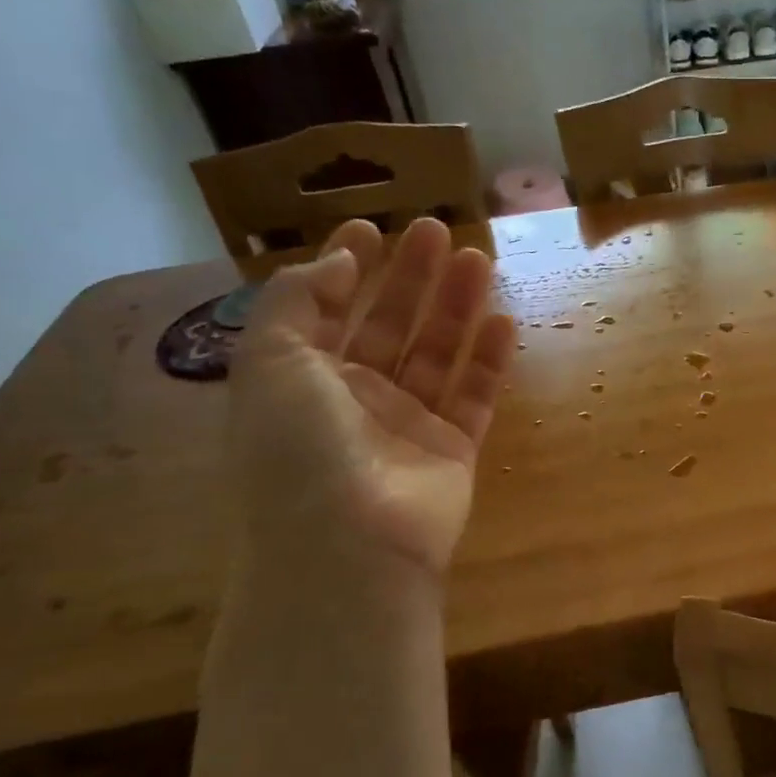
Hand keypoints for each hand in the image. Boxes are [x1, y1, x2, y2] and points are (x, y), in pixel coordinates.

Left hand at [227, 217, 516, 578]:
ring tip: (479, 260)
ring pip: (437, 354)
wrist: (348, 547)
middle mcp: (353, 400)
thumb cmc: (299, 449)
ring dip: (456, 307)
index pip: (326, 311)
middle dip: (411, 278)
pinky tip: (504, 321)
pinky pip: (474, 396)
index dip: (346, 268)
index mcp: (301, 380)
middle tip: (438, 231)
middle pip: (388, 326)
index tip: (371, 228)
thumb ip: (298, 300)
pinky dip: (489, 360)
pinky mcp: (452, 450)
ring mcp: (406, 426)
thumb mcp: (271, 361)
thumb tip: (340, 262)